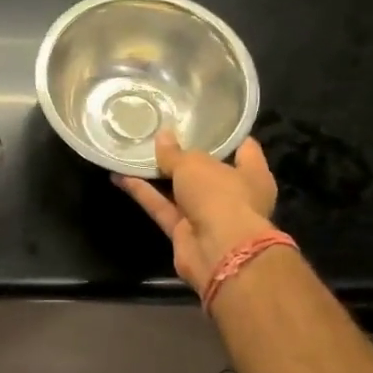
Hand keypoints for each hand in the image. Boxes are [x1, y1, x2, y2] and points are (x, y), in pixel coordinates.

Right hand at [114, 130, 278, 295]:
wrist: (218, 252)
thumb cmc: (220, 196)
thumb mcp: (194, 165)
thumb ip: (175, 153)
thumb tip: (162, 136)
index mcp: (252, 174)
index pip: (243, 148)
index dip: (224, 135)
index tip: (203, 121)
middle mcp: (233, 194)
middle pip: (206, 170)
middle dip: (184, 155)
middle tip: (160, 133)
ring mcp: (208, 215)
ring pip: (179, 190)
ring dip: (157, 175)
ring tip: (134, 152)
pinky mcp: (184, 232)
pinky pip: (162, 207)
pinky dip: (144, 194)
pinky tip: (120, 176)